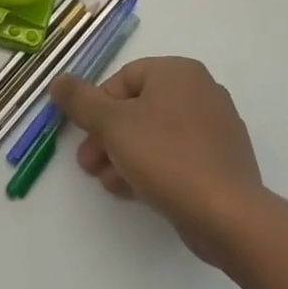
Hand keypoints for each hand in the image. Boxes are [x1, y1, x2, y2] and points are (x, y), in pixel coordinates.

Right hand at [48, 56, 264, 261]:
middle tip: (88, 164)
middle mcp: (201, 91)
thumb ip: (80, 99)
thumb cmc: (166, 157)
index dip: (97, 107)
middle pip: (137, 108)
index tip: (84, 135)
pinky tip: (134, 191)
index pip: (123, 79)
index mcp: (178, 72)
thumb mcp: (112, 124)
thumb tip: (58, 80)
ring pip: (154, 134)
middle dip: (107, 137)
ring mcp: (216, 127)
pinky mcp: (222, 160)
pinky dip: (152, 167)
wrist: (229, 216)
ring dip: (124, 155)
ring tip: (109, 182)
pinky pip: (176, 155)